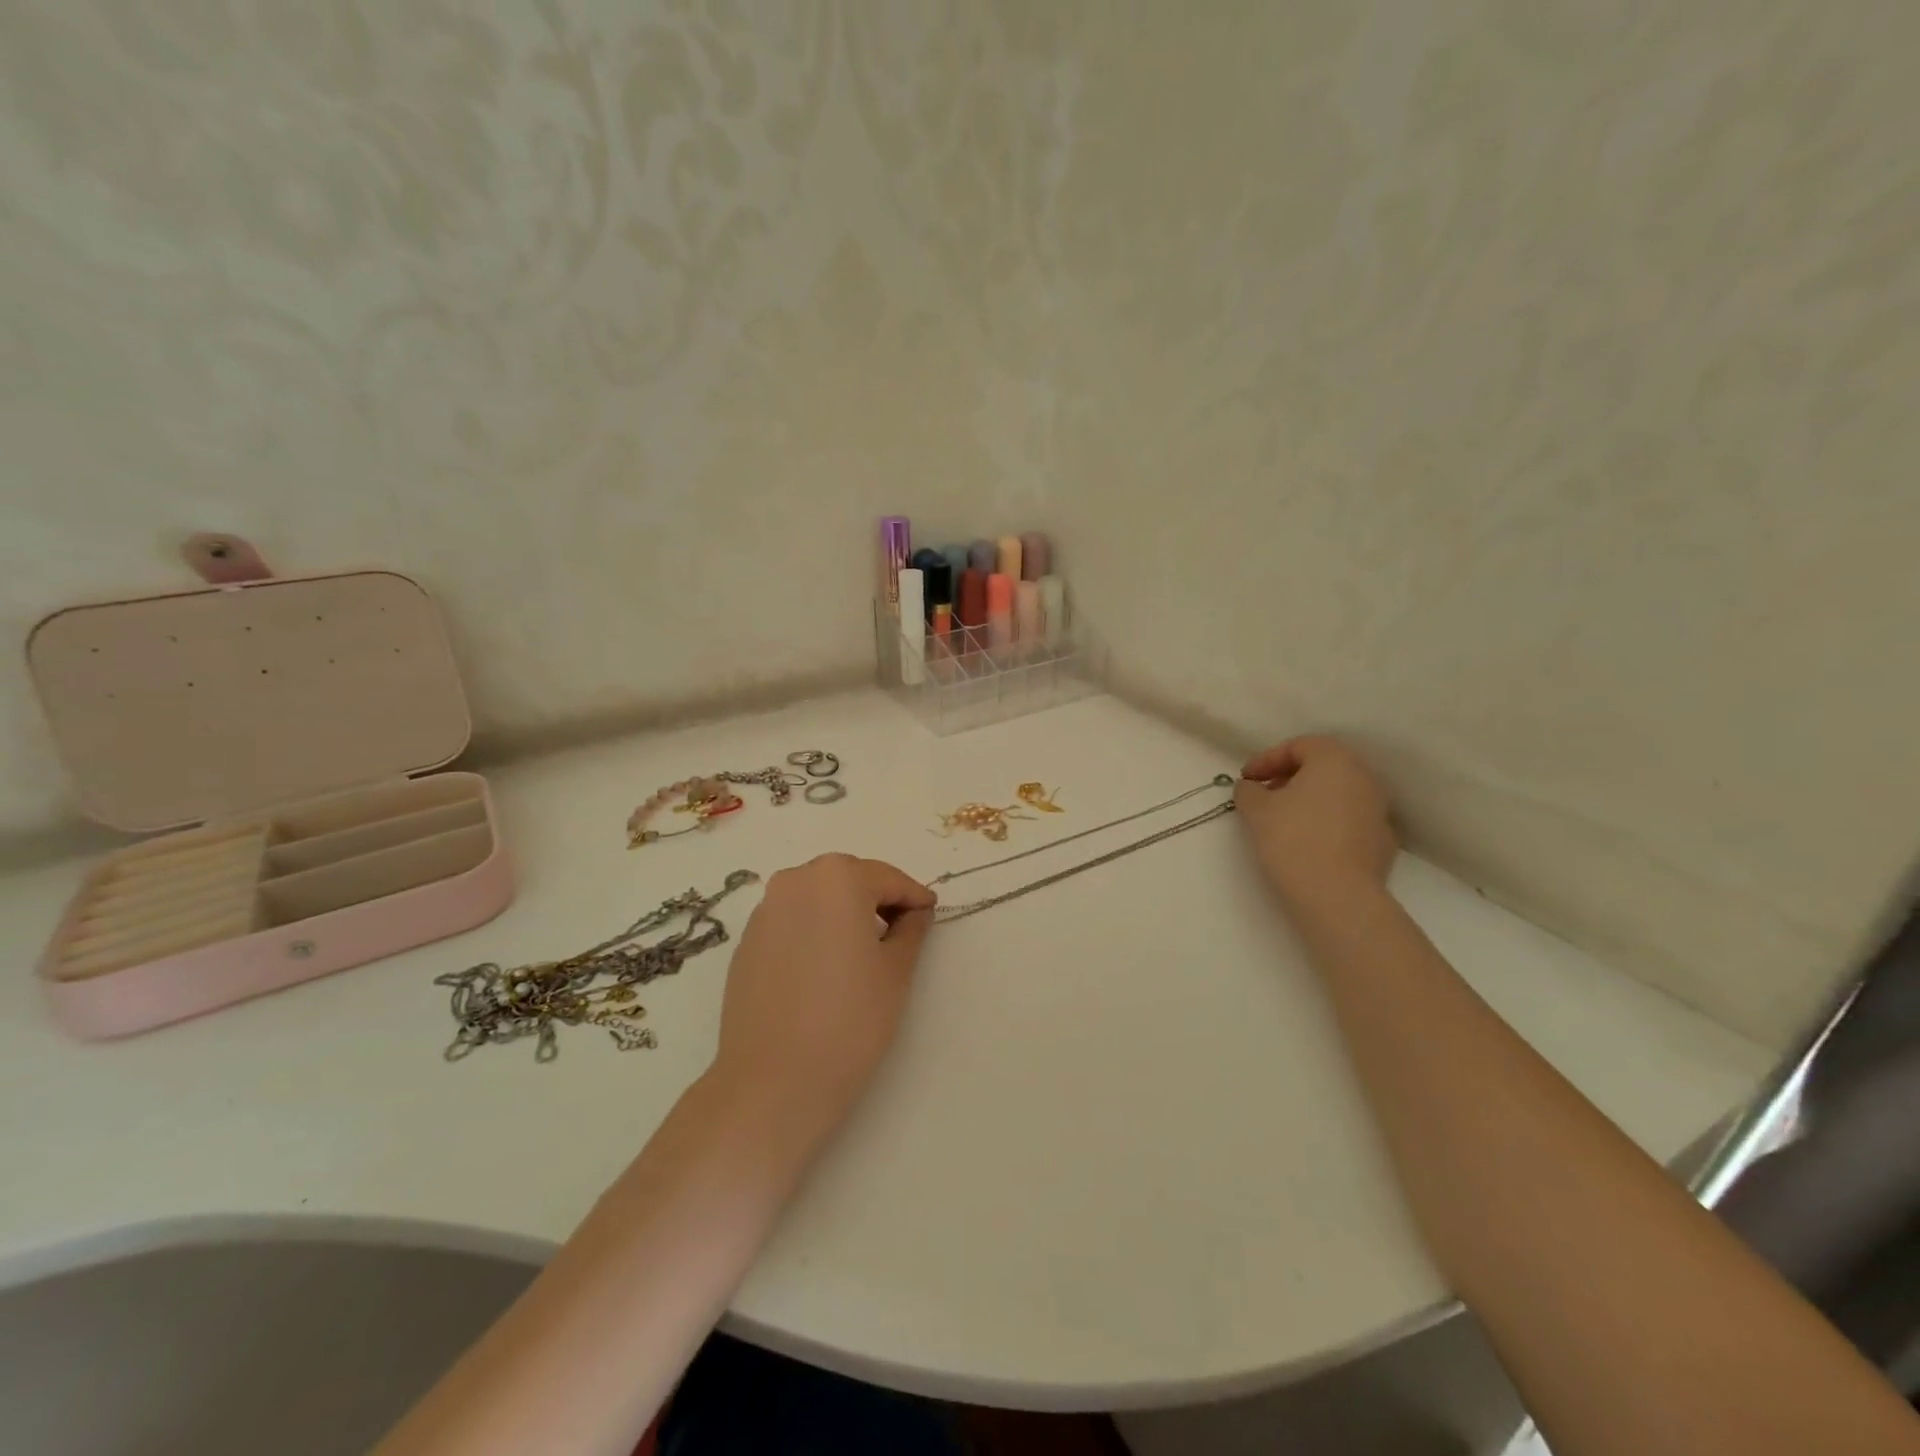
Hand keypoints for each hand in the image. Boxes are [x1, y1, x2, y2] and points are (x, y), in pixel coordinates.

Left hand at [711, 854, 935, 1149]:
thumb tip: (914, 911)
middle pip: (848, 880)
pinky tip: (825, 971)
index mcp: (837, 878)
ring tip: (863, 954)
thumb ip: (911, 929)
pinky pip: (792, 923)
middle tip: (901, 932)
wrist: (773, 1082)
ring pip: (817, 899)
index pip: (888, 879)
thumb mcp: (896, 971)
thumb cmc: (850, 1019)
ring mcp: (764, 912)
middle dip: (877, 900)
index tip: (930, 914)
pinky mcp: (745, 944)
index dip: (913, 897)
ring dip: (843, 914)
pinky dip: (814, 933)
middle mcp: (795, 881)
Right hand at [1235, 736, 1397, 906]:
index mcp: (1335, 760)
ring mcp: (1378, 810)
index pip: (1298, 746)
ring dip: (1309, 799)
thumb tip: (1251, 787)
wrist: (1337, 896)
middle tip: (1263, 794)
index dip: (1266, 759)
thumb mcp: (1256, 809)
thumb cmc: (1293, 839)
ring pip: (1337, 793)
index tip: (1245, 779)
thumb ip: (1248, 790)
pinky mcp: (1382, 841)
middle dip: (1289, 777)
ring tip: (1282, 819)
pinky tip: (1307, 842)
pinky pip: (1348, 820)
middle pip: (1322, 766)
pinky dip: (1326, 822)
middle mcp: (1364, 777)